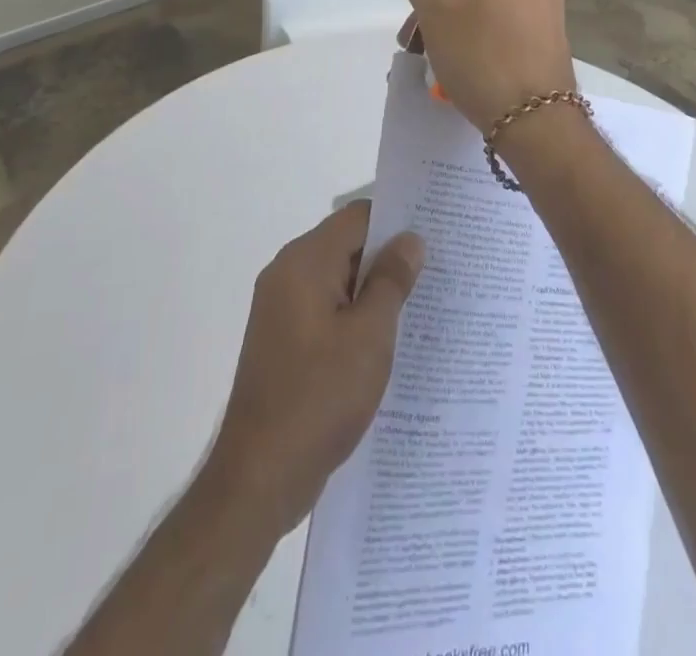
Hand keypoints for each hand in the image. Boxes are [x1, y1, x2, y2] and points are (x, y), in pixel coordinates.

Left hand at [206, 202, 423, 534]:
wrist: (258, 478)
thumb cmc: (319, 397)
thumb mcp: (369, 336)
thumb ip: (392, 281)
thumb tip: (410, 239)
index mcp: (304, 262)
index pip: (357, 218)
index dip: (396, 221)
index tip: (435, 234)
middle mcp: (287, 275)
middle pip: (346, 245)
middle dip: (388, 257)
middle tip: (437, 270)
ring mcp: (281, 309)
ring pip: (338, 280)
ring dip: (374, 290)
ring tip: (421, 304)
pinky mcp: (284, 341)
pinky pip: (326, 310)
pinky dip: (355, 315)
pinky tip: (387, 340)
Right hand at [399, 0, 575, 133]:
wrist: (535, 116)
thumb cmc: (479, 53)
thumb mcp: (434, 11)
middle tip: (418, 26)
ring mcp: (550, 5)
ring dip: (461, 16)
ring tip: (431, 52)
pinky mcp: (553, 35)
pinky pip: (511, 21)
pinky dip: (485, 31)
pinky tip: (463, 63)